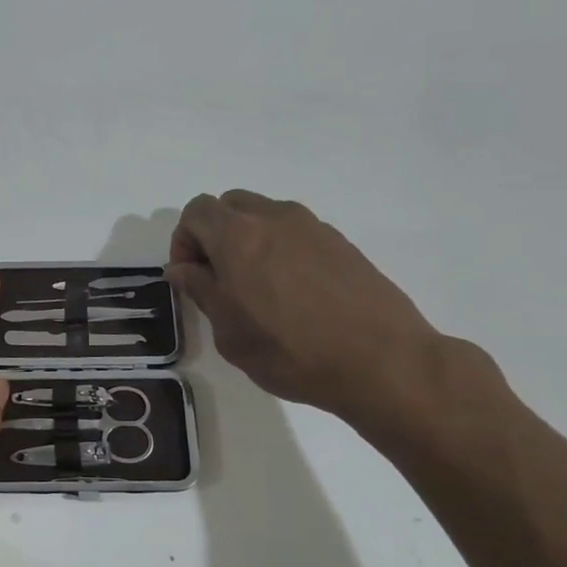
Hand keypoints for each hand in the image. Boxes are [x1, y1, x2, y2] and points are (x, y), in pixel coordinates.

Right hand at [166, 190, 446, 428]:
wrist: (382, 361)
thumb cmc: (291, 352)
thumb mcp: (229, 332)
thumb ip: (201, 290)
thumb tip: (183, 269)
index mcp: (238, 235)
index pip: (196, 212)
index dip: (184, 240)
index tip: (190, 276)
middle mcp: (273, 218)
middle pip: (229, 206)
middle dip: (214, 234)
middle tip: (218, 277)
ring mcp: (311, 226)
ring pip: (263, 215)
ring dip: (248, 240)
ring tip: (257, 286)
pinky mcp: (340, 242)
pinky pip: (294, 232)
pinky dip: (280, 249)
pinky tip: (293, 292)